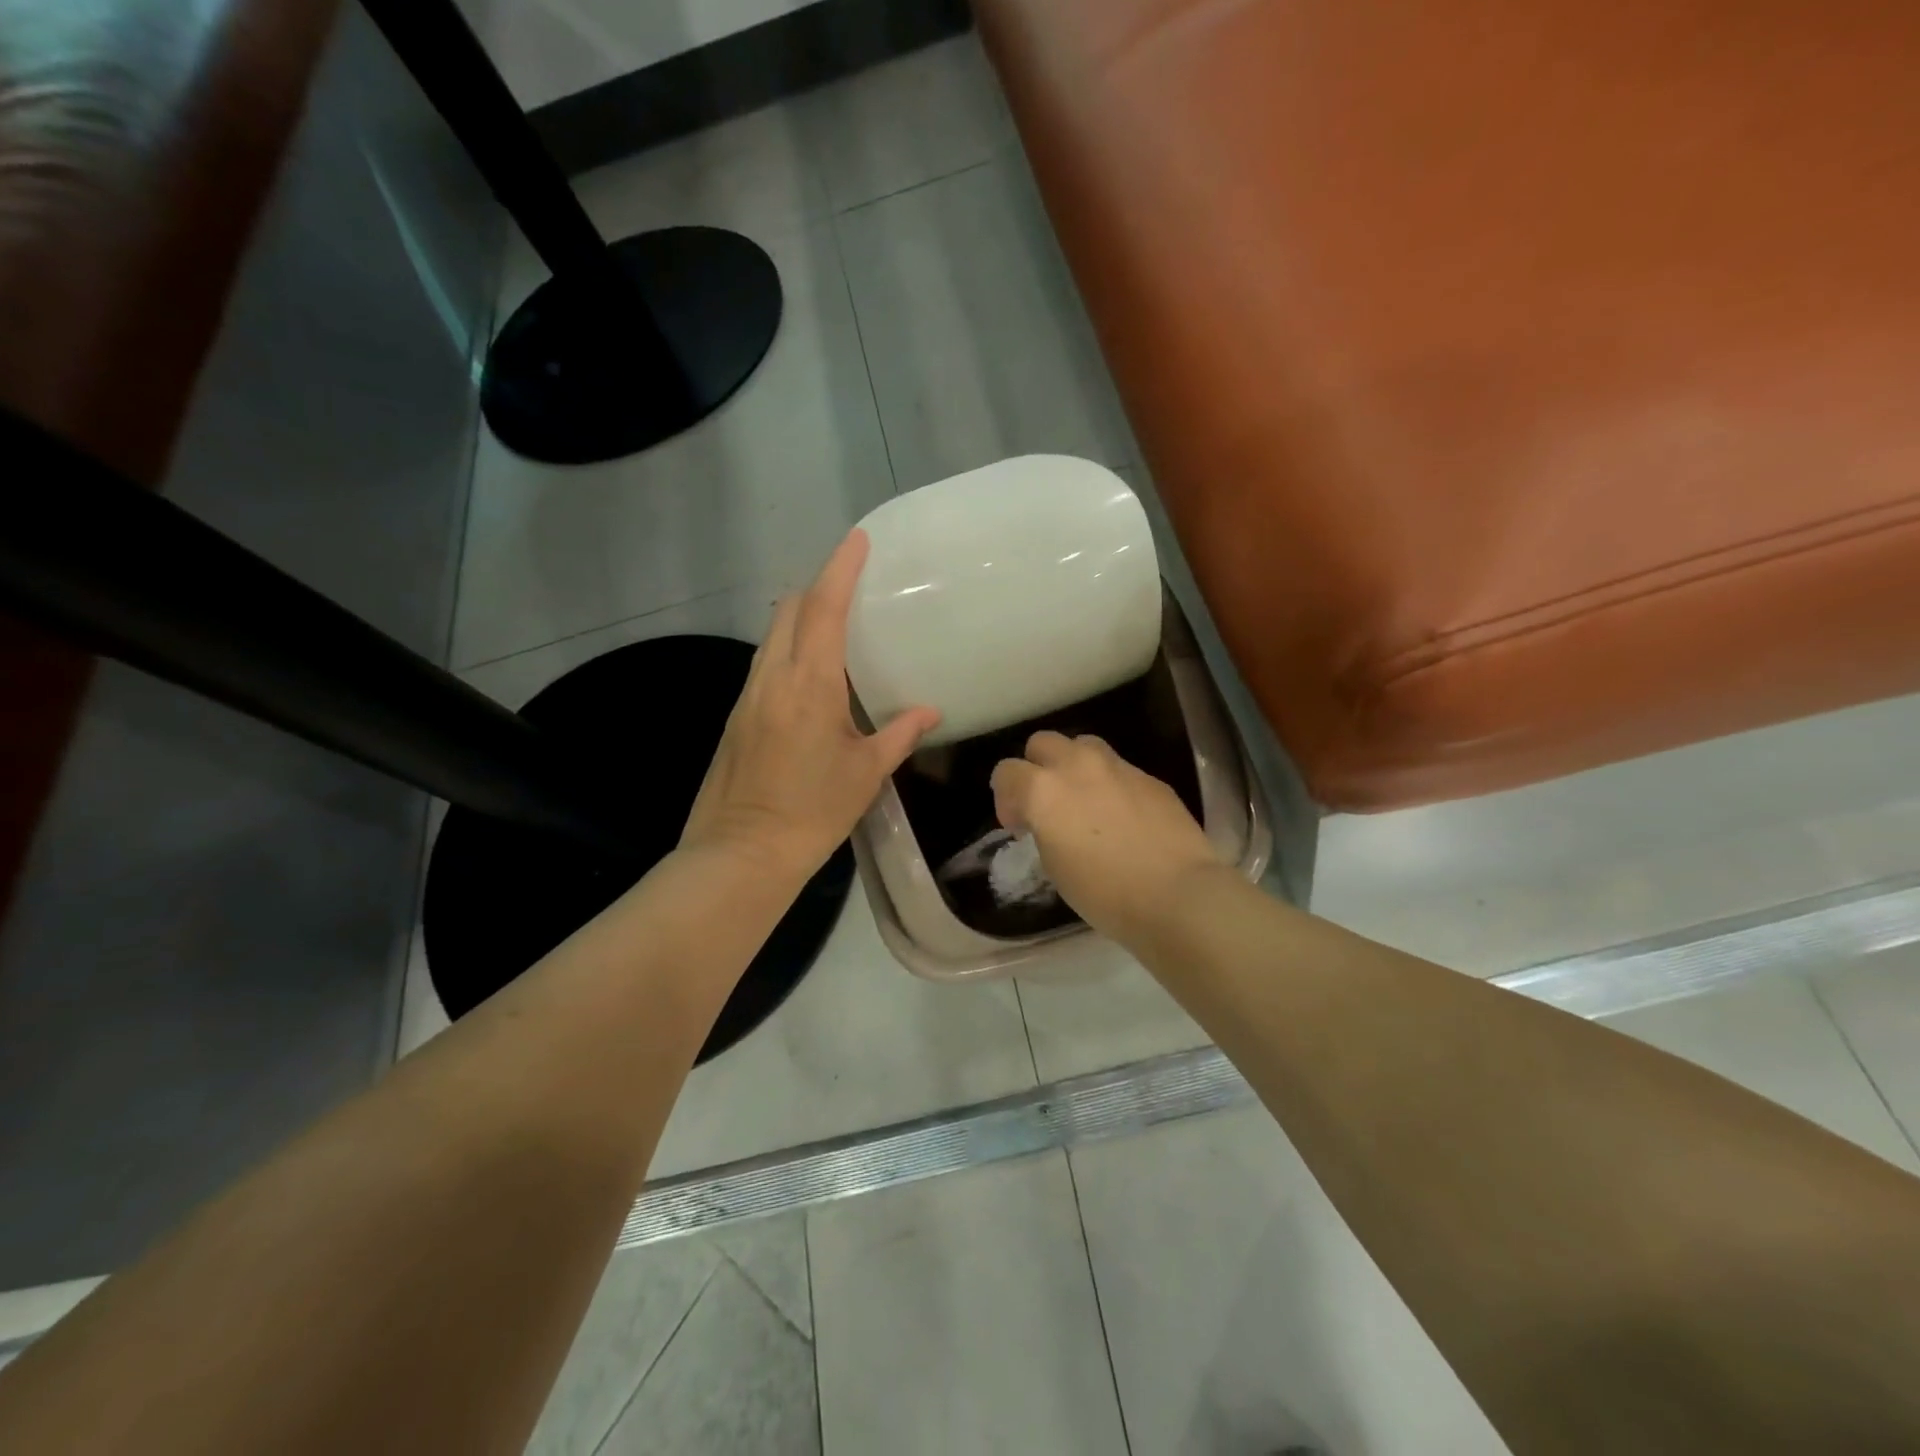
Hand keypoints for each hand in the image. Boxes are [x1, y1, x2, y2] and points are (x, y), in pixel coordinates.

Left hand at [682, 530, 939, 882]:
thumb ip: (899, 734)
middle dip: (817, 588)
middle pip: (788, 610)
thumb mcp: (866, 773)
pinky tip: (808, 675)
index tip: (857, 540)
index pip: (822, 608)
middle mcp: (772, 677)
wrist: (742, 852)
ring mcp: (748, 695)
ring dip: (799, 618)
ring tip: (833, 625)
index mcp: (810, 684)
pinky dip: (787, 649)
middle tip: (851, 587)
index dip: (839, 569)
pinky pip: (764, 663)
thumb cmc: (813, 812)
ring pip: (771, 635)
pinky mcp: (736, 715)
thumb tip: (929, 712)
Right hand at [991, 731, 1221, 944]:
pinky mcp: (1150, 777)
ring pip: (1083, 745)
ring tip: (1085, 800)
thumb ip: (1044, 828)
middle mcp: (1077, 766)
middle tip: (1047, 805)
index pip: (1006, 772)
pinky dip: (1111, 784)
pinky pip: (1120, 769)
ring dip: (1074, 765)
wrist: (1176, 895)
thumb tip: (1051, 821)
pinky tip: (1124, 817)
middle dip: (1037, 768)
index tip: (1020, 826)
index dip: (1006, 798)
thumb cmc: (1104, 893)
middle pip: (1042, 743)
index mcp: (1043, 790)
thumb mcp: (1054, 866)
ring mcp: (1118, 767)